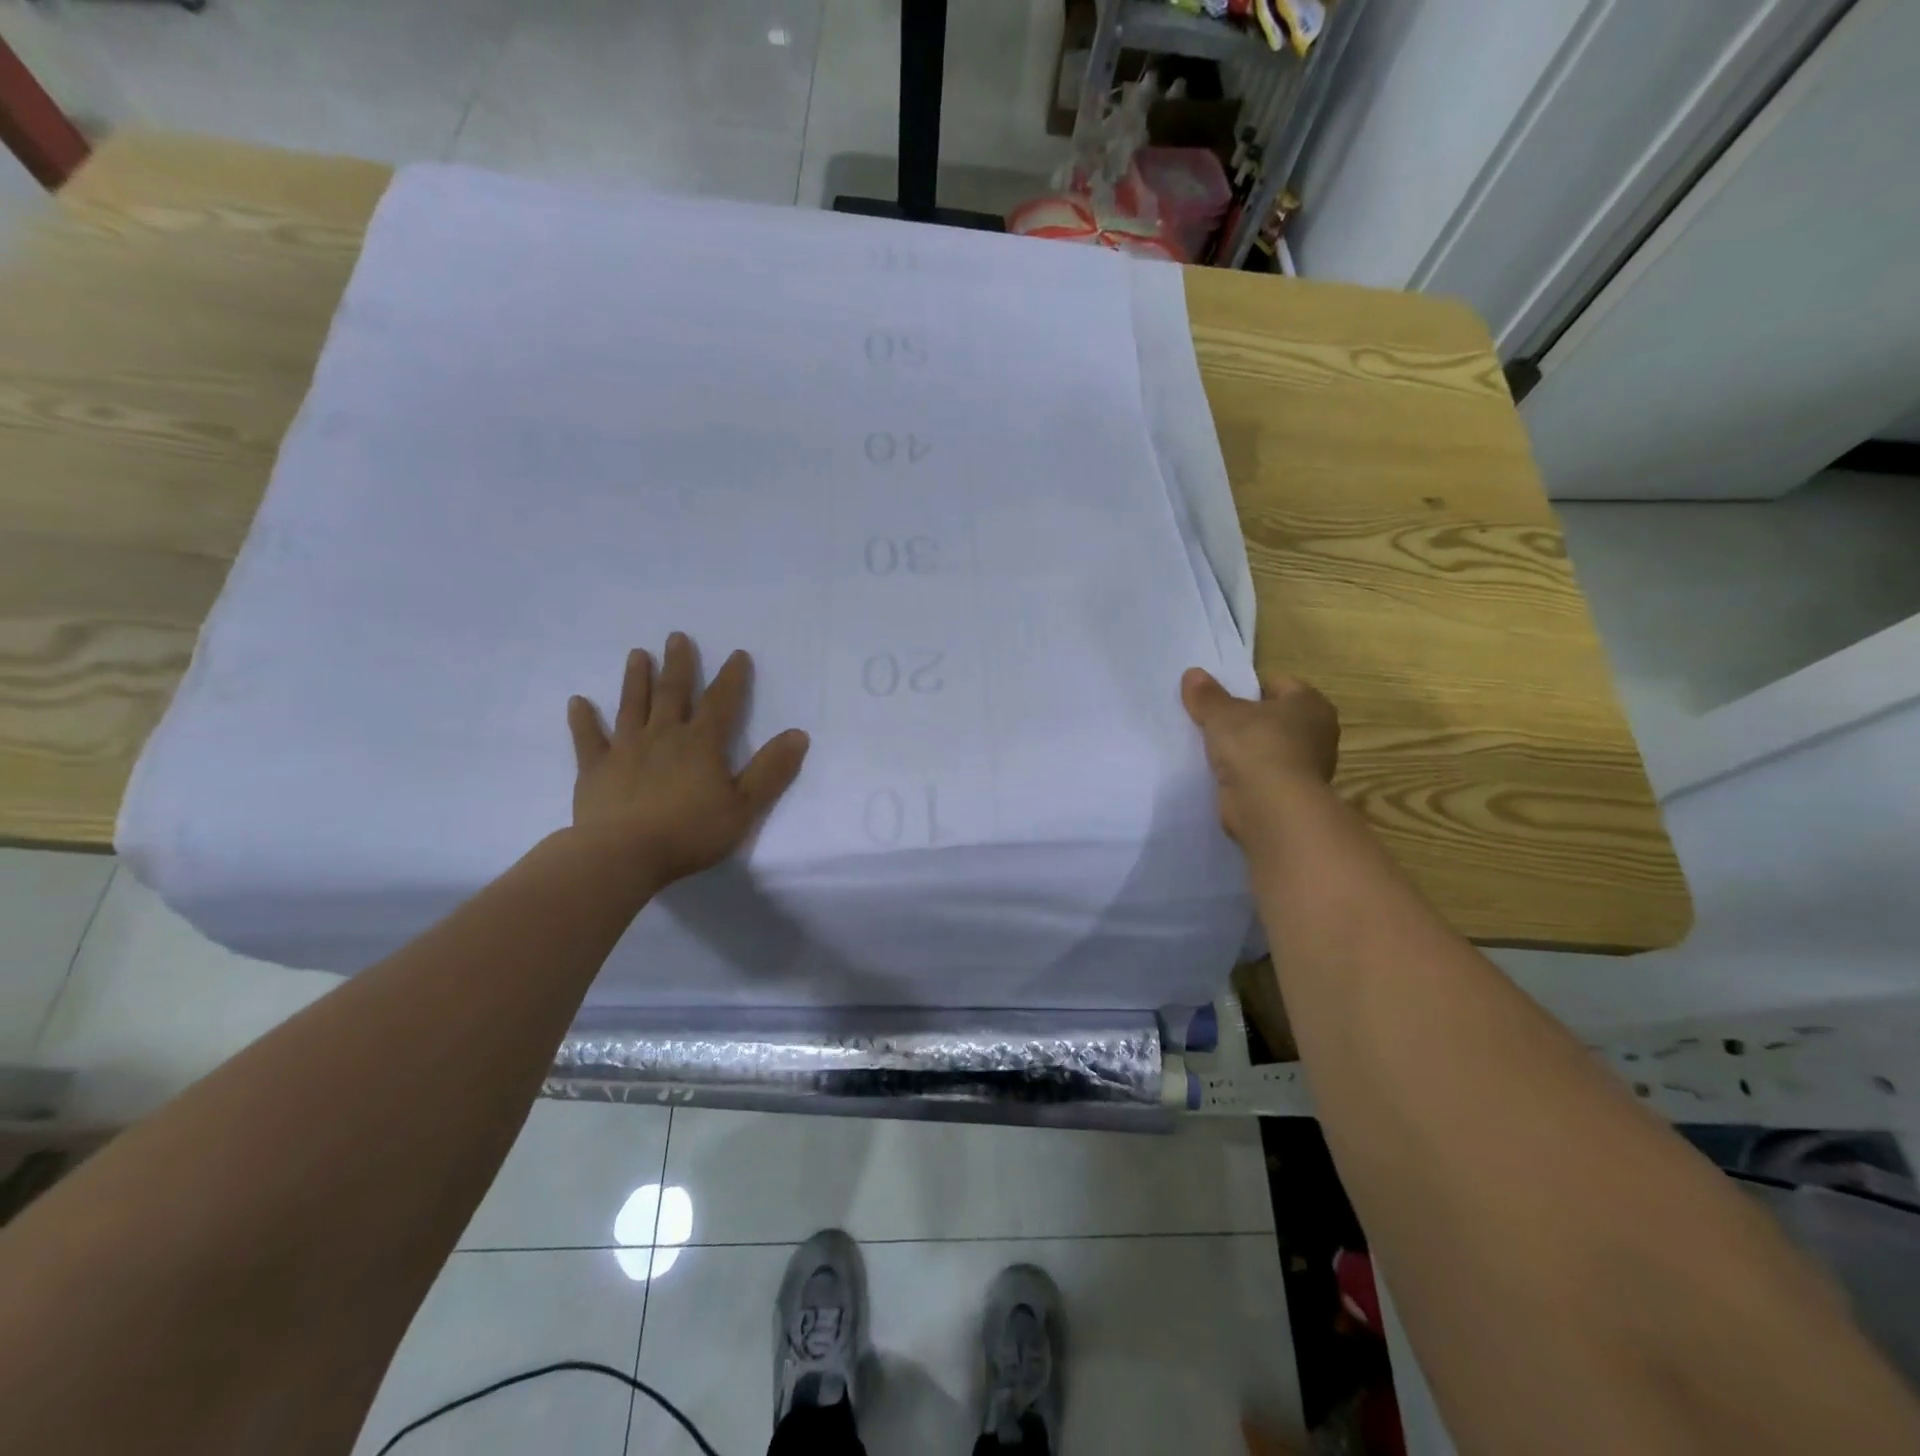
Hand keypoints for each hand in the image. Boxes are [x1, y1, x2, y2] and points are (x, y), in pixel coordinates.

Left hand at [566, 633, 809, 887]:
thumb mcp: (745, 807)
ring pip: (632, 705)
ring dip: (636, 679)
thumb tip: (798, 734)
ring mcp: (625, 749)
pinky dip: (583, 719)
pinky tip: (578, 701)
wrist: (623, 855)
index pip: (722, 702)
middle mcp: (663, 736)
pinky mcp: (594, 768)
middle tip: (676, 637)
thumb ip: (771, 770)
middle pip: (672, 693)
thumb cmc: (690, 833)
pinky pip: (588, 738)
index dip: (732, 678)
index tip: (737, 654)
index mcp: (701, 744)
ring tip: (638, 654)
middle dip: (678, 664)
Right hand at [1180, 667, 1339, 849]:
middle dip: (1246, 720)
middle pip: (1273, 717)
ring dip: (1246, 750)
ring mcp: (1307, 766)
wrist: (1271, 807)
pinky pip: (1263, 774)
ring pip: (1268, 747)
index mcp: (1310, 703)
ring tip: (1213, 750)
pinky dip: (1246, 775)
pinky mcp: (1291, 794)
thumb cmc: (1255, 746)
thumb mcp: (1222, 714)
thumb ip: (1206, 695)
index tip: (1220, 699)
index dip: (1247, 688)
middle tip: (1213, 722)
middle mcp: (1317, 732)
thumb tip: (1192, 673)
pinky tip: (1223, 775)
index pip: (1277, 684)